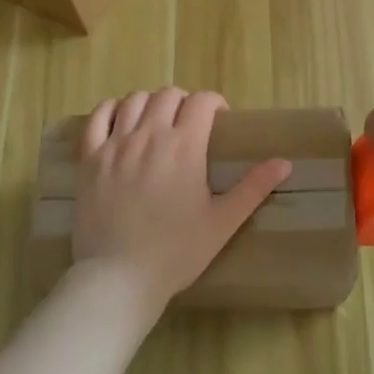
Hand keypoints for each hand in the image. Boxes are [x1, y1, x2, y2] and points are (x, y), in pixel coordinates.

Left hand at [73, 89, 291, 311]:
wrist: (118, 278)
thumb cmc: (176, 252)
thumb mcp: (222, 222)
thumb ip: (253, 188)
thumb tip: (284, 162)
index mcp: (184, 146)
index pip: (203, 101)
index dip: (215, 103)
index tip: (219, 120)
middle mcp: (150, 135)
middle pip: (168, 95)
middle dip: (184, 102)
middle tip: (189, 125)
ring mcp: (116, 144)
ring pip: (134, 100)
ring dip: (150, 103)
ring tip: (156, 122)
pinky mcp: (89, 158)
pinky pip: (97, 117)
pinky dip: (110, 110)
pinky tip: (119, 119)